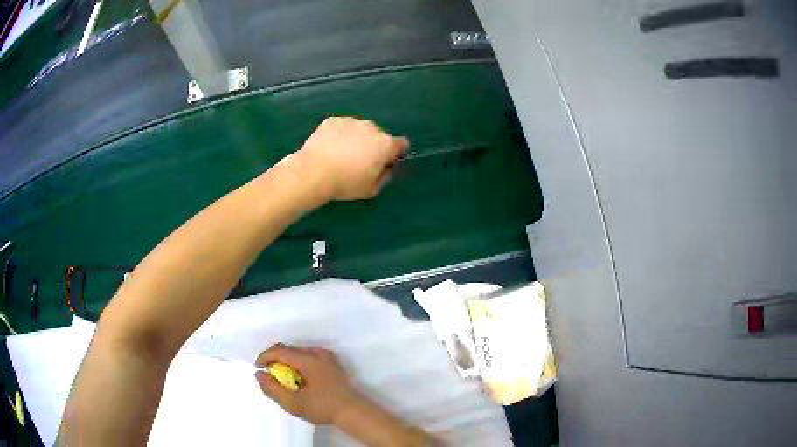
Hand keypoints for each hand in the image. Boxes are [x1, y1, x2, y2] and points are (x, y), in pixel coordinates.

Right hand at [255, 344, 361, 424]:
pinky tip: (300, 379)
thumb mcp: (293, 403)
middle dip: (275, 360)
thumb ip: (272, 389)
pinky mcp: (333, 363)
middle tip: (270, 376)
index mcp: (308, 360)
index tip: (258, 369)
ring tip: (284, 379)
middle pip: (289, 349)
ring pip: (299, 352)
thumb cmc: (323, 408)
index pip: (279, 350)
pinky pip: (310, 356)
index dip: (265, 357)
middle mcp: (318, 353)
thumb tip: (259, 374)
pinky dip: (299, 363)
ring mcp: (327, 357)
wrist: (353, 412)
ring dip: (287, 362)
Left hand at [295, 117, 408, 200]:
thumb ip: (384, 176)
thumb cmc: (346, 183)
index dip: (396, 153)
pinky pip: (341, 127)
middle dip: (373, 146)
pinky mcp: (332, 120)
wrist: (313, 172)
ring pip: (359, 130)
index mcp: (385, 144)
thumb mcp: (372, 189)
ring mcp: (351, 121)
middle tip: (359, 162)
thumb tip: (385, 167)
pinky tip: (328, 148)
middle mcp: (371, 127)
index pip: (402, 144)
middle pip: (379, 136)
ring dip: (355, 139)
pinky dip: (338, 135)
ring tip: (340, 155)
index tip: (386, 162)